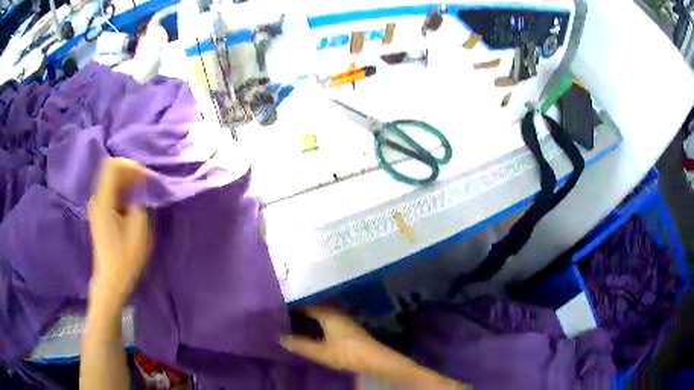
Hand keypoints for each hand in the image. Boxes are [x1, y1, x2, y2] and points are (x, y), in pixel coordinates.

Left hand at [88, 158, 149, 309]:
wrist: (111, 281)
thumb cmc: (125, 259)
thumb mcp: (138, 231)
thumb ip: (139, 203)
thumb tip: (140, 187)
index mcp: (103, 202)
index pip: (113, 167)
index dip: (131, 166)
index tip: (146, 177)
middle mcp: (97, 200)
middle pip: (111, 171)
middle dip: (131, 172)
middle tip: (147, 183)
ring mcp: (97, 207)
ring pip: (112, 181)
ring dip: (128, 182)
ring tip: (143, 191)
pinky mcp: (99, 214)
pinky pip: (111, 193)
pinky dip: (123, 191)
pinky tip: (134, 202)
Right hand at [280, 306, 465, 388]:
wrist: (377, 360)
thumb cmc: (348, 354)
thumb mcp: (320, 352)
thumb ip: (299, 345)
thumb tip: (279, 336)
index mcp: (329, 314)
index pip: (307, 303)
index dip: (294, 304)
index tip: (279, 306)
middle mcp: (337, 313)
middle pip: (316, 307)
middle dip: (302, 309)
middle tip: (284, 312)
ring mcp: (345, 320)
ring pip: (323, 313)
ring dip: (311, 315)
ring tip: (295, 320)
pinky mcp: (350, 329)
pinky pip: (329, 319)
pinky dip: (319, 322)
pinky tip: (314, 330)